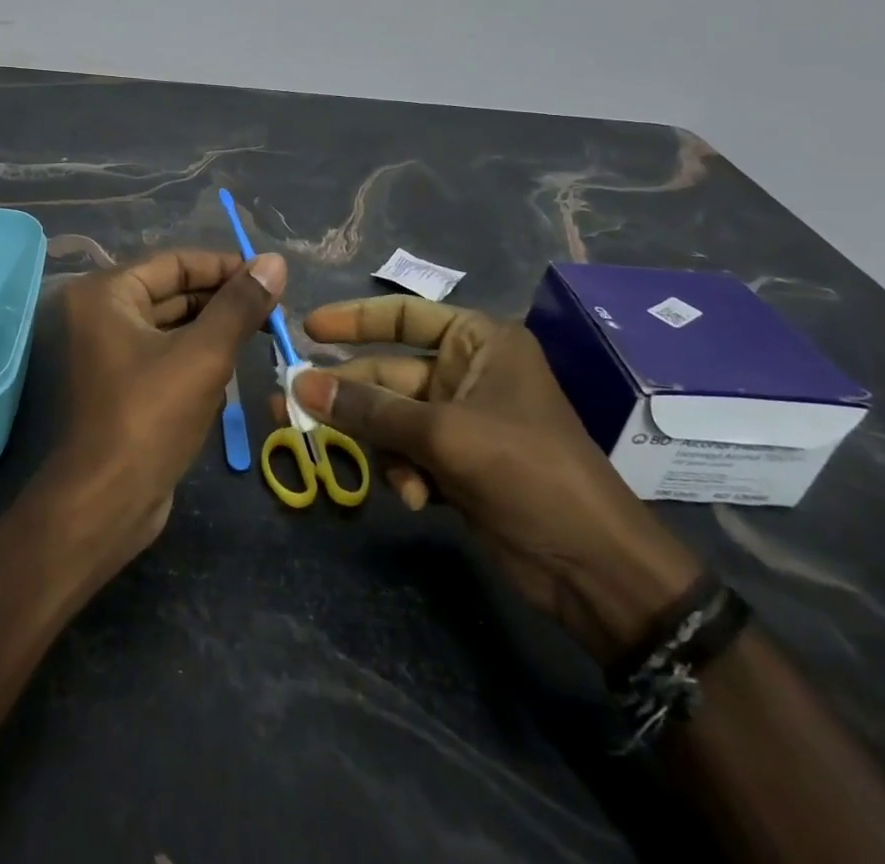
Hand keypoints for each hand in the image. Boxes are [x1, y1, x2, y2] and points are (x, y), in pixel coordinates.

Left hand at [36, 248, 284, 570]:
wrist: (104, 506)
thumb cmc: (149, 418)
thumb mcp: (203, 356)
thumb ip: (239, 306)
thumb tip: (275, 261)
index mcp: (104, 294)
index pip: (174, 263)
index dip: (224, 266)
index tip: (270, 276)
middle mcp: (97, 315)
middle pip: (171, 292)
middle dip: (222, 299)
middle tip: (274, 307)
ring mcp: (104, 352)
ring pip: (170, 326)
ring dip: (213, 328)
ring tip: (263, 330)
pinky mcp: (117, 385)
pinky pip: (162, 355)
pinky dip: (195, 354)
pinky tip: (234, 362)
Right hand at [291, 296, 700, 662]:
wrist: (595, 568)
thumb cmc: (528, 474)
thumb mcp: (444, 435)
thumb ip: (369, 409)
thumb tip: (298, 383)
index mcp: (479, 342)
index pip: (404, 316)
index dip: (353, 320)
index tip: (307, 330)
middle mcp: (468, 372)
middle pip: (388, 373)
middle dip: (348, 396)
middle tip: (289, 405)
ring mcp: (462, 420)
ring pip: (391, 417)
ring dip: (376, 444)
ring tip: (358, 465)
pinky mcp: (458, 463)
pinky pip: (407, 452)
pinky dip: (402, 472)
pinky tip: (415, 499)